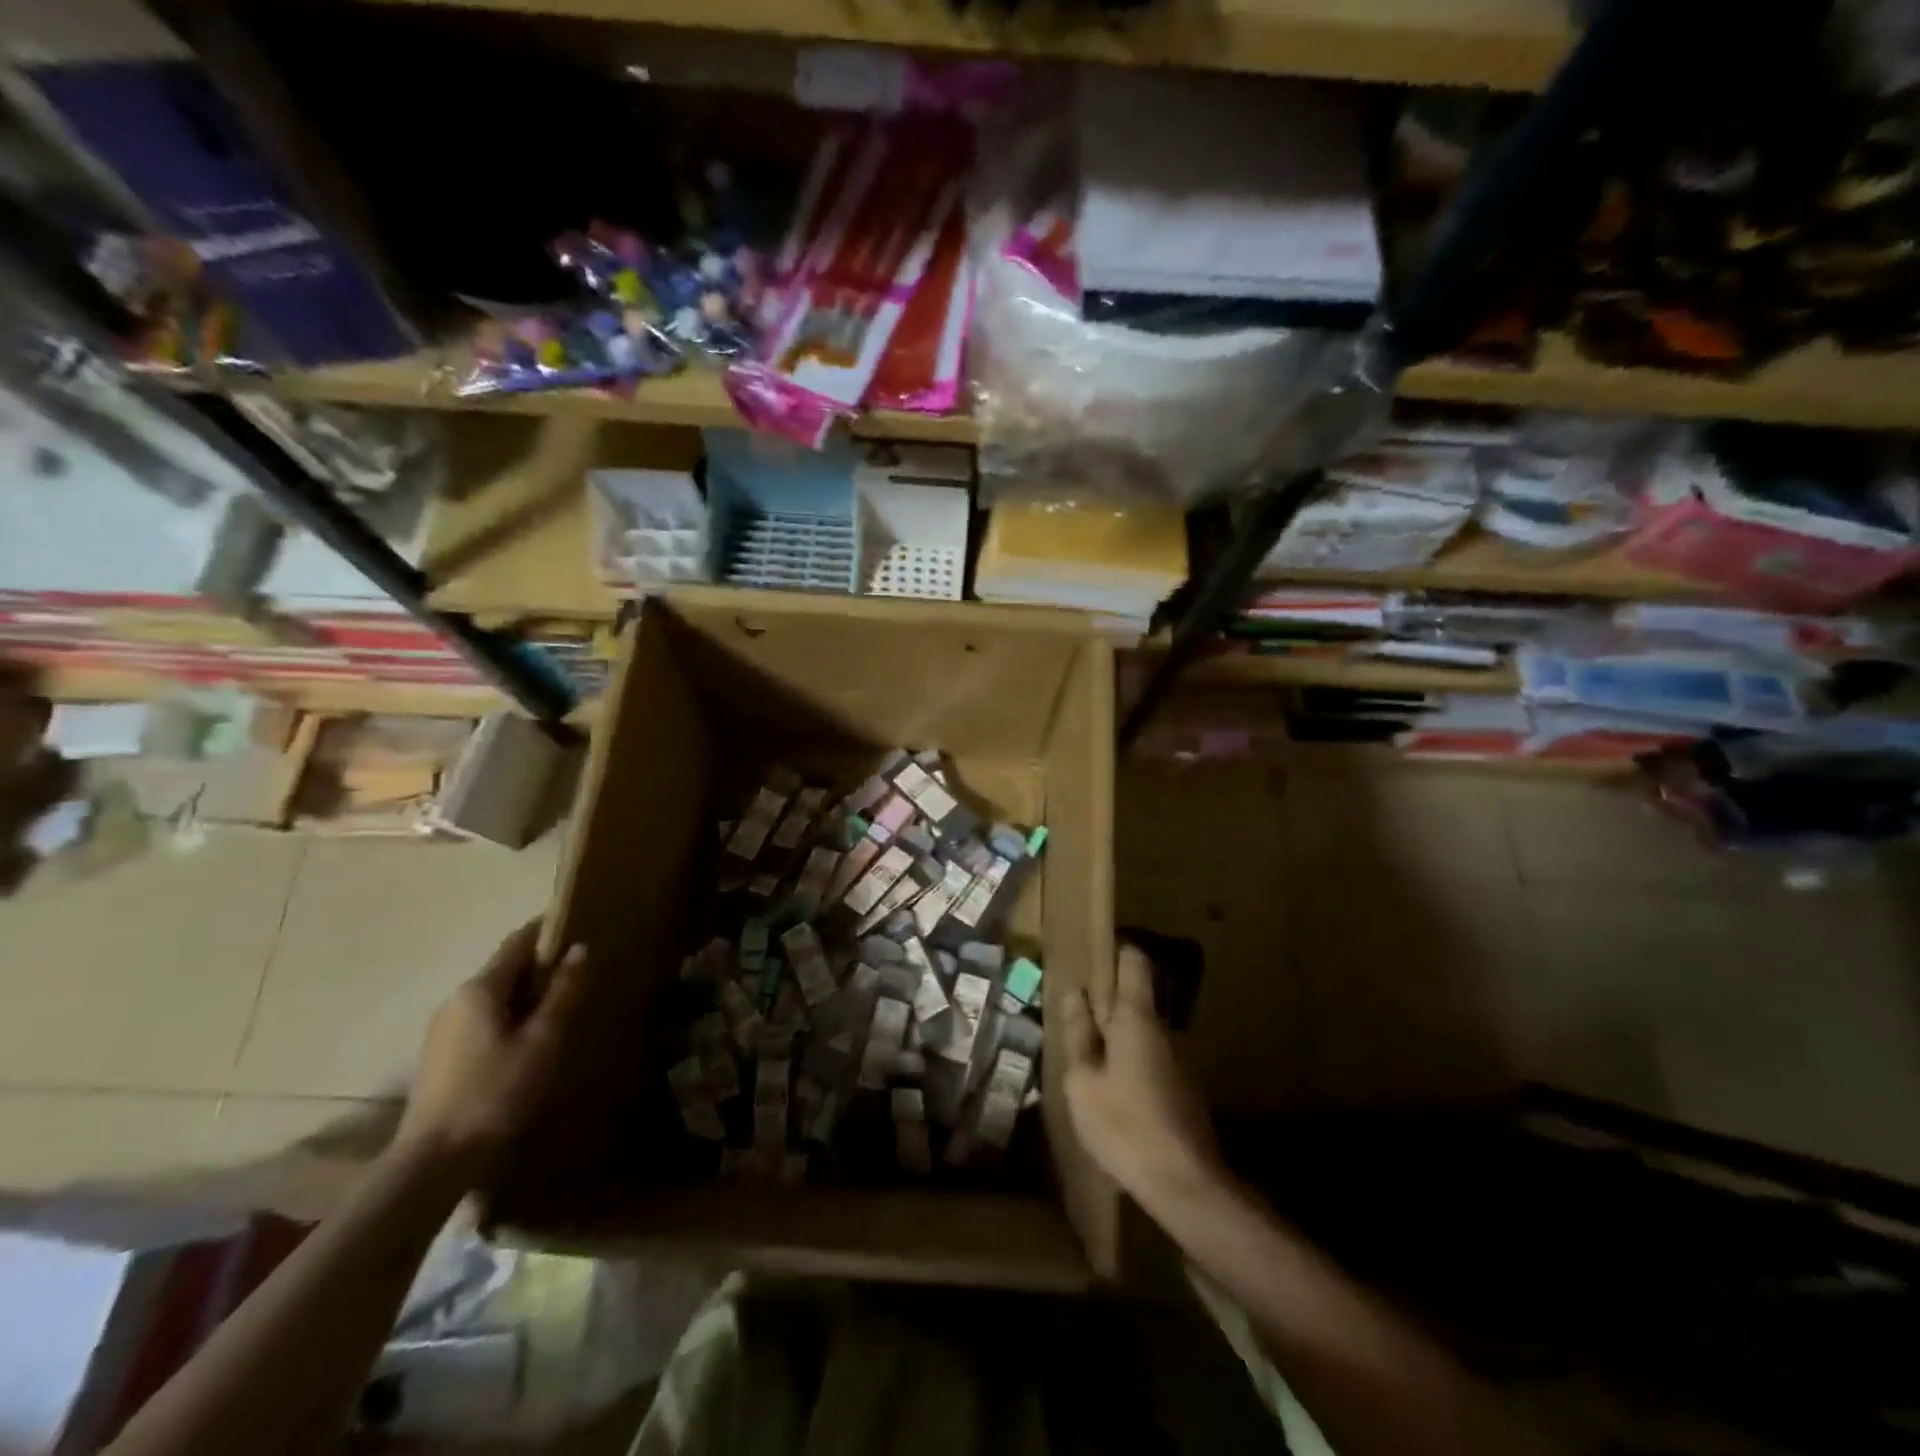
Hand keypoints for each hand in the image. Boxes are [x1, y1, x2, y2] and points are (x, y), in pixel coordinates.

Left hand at [394, 921, 588, 1182]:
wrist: (433, 1160)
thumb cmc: (496, 1092)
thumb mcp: (542, 1040)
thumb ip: (563, 992)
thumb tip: (580, 949)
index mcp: (480, 988)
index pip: (518, 942)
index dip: (547, 930)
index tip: (577, 925)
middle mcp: (455, 999)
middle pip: (504, 968)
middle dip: (539, 965)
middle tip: (578, 973)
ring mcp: (442, 1028)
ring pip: (492, 996)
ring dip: (524, 994)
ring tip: (558, 1008)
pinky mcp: (439, 1056)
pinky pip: (481, 1019)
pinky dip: (508, 1016)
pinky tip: (527, 1040)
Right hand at [1062, 945, 1222, 1207]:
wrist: (1184, 1183)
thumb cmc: (1124, 1124)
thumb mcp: (1083, 1080)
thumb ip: (1078, 1033)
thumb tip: (1073, 993)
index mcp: (1136, 1017)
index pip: (1133, 961)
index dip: (1113, 951)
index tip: (1089, 955)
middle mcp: (1162, 1028)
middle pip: (1135, 995)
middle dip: (1105, 996)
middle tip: (1072, 1007)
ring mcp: (1177, 1058)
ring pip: (1141, 1028)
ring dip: (1115, 1031)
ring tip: (1083, 1048)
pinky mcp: (1181, 1087)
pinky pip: (1149, 1055)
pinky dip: (1127, 1057)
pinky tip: (1108, 1084)